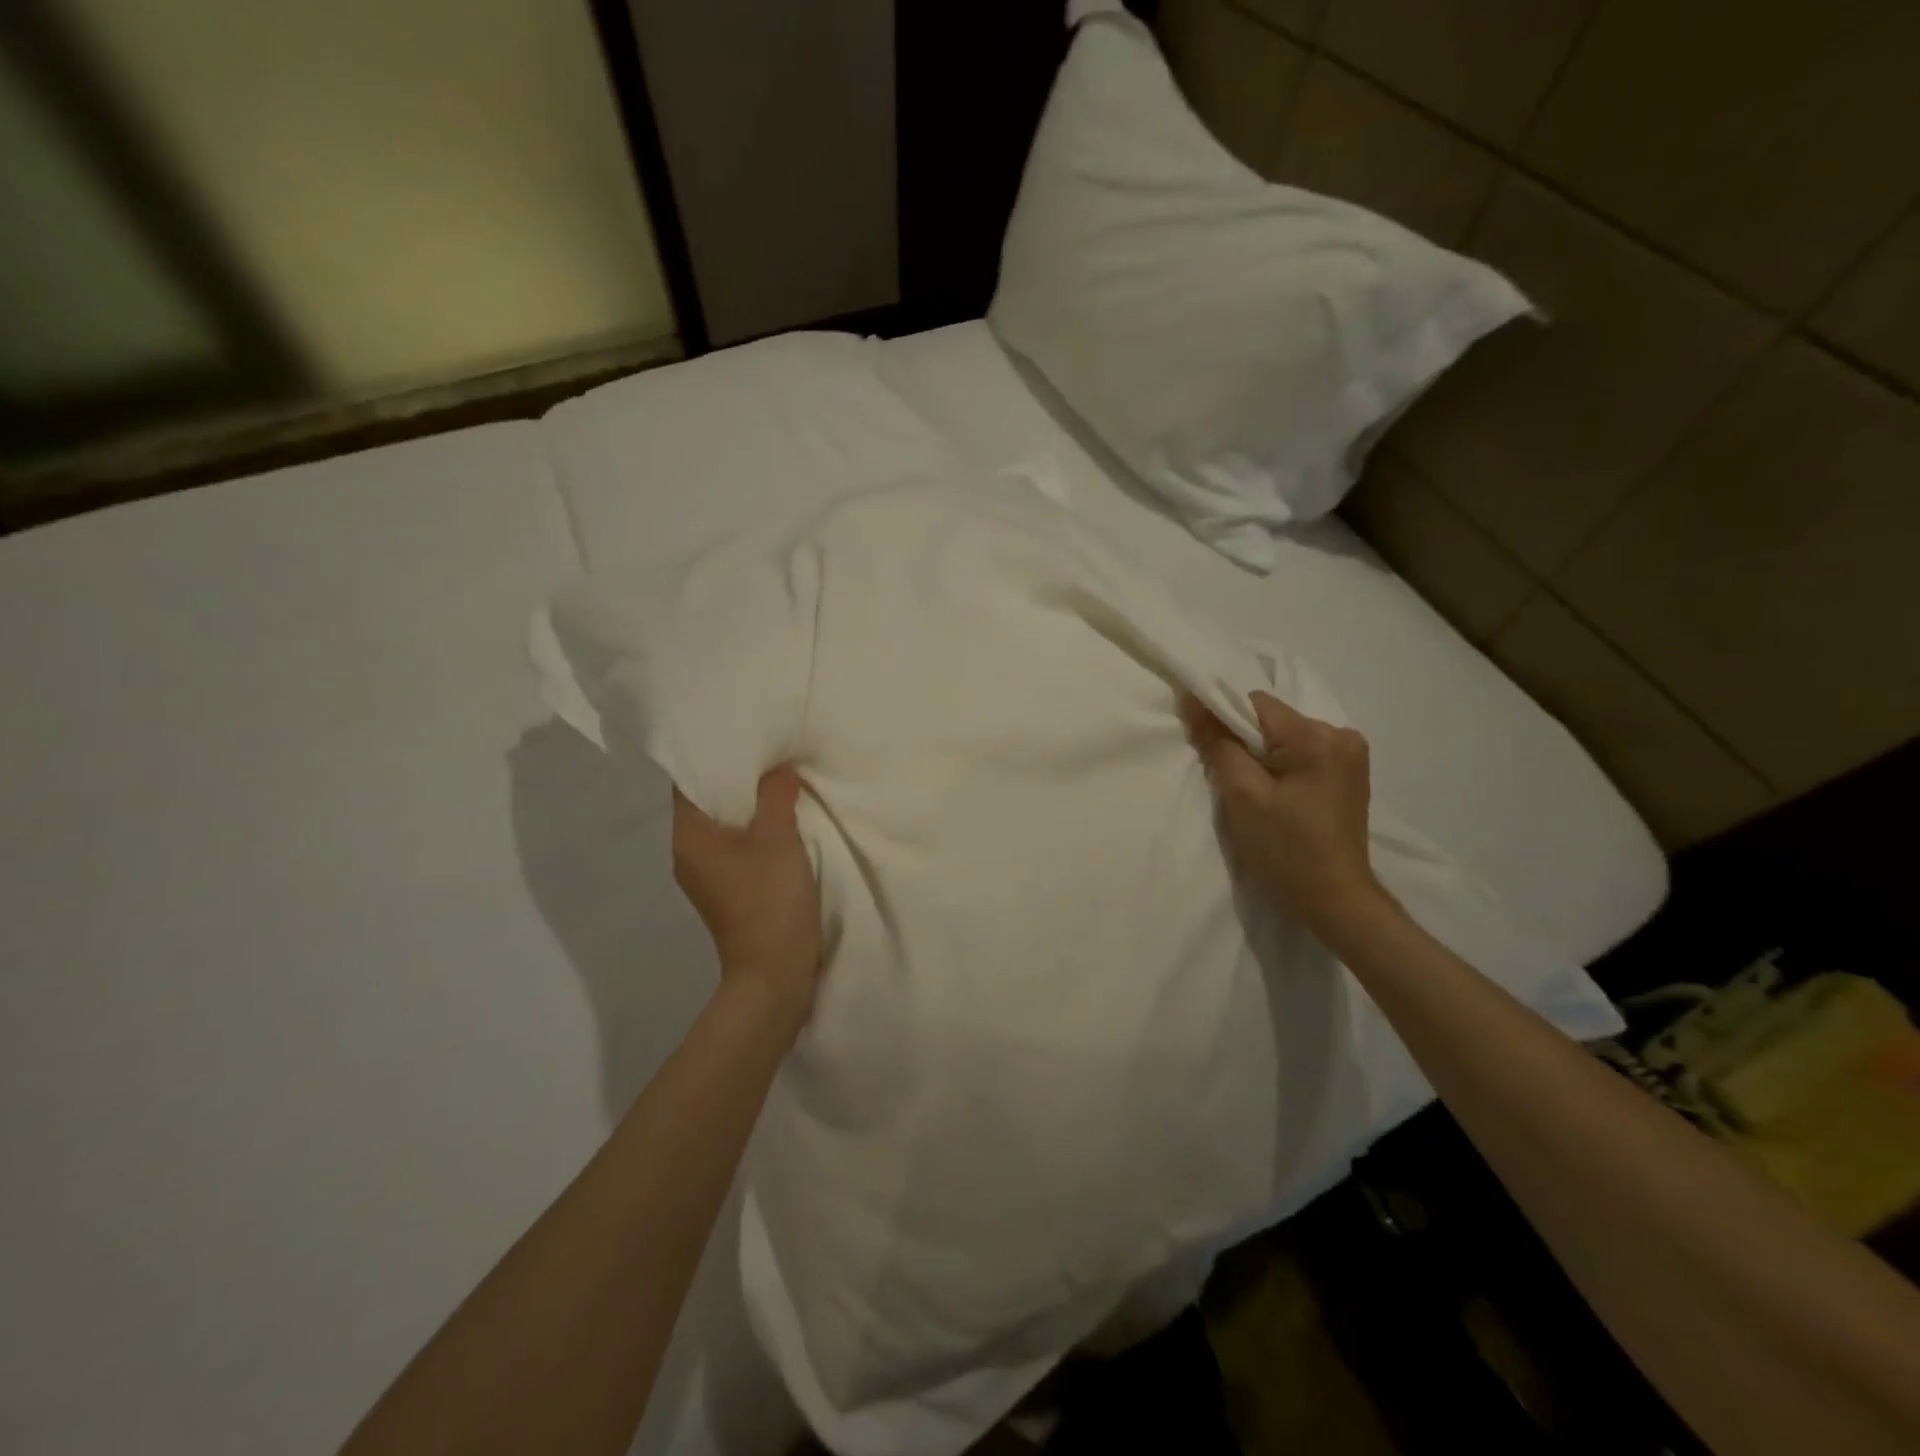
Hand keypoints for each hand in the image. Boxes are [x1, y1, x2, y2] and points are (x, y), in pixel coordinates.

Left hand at [672, 766, 822, 1028]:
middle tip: (768, 749)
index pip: (688, 781)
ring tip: (780, 777)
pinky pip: (739, 846)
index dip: (712, 755)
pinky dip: (757, 829)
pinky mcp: (730, 891)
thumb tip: (778, 767)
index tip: (741, 733)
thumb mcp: (778, 839)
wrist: (774, 974)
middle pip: (707, 802)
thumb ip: (776, 795)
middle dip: (736, 776)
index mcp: (689, 838)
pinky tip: (784, 818)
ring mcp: (709, 876)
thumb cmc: (769, 901)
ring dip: (750, 804)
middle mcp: (689, 854)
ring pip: (726, 825)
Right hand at [1183, 691, 1387, 937]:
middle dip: (1242, 740)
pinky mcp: (1348, 774)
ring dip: (1260, 754)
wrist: (1334, 901)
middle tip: (1226, 776)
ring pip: (1285, 737)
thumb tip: (1193, 701)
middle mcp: (1342, 735)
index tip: (1201, 741)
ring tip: (1250, 789)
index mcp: (1318, 737)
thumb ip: (1218, 743)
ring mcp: (1350, 755)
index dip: (1222, 717)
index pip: (1255, 704)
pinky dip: (1279, 765)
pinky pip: (1301, 753)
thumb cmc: (1285, 850)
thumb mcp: (1242, 795)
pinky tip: (1273, 793)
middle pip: (1272, 720)